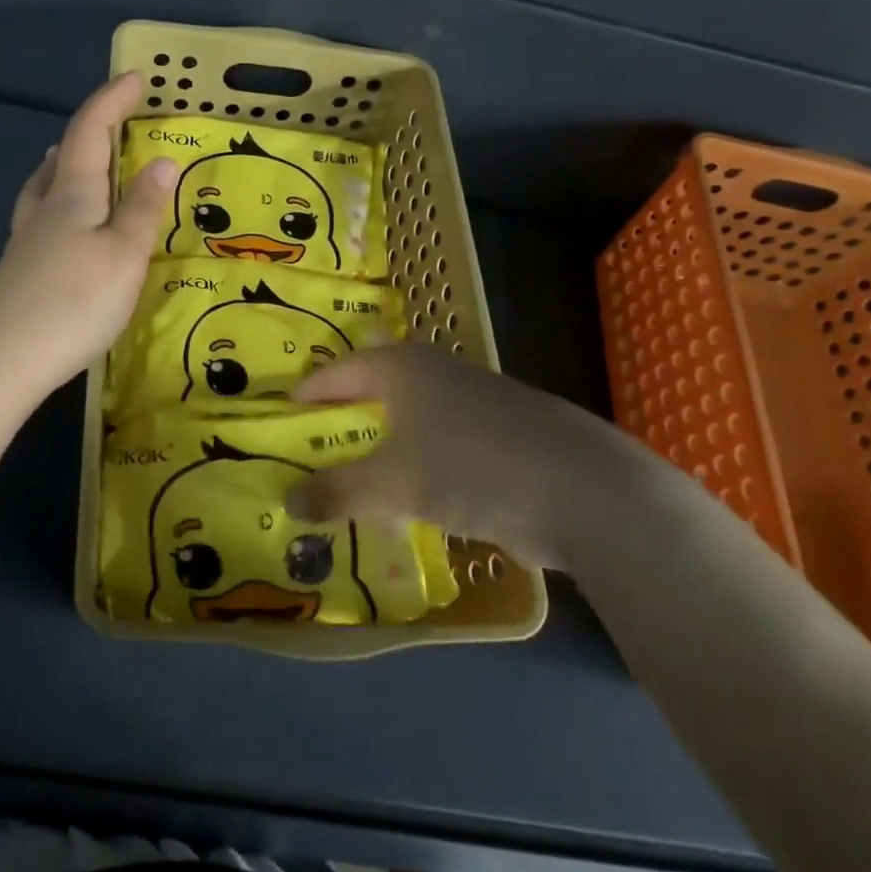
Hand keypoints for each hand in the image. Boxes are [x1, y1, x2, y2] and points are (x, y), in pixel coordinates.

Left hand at [0, 73, 177, 396]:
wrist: (0, 359)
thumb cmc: (73, 300)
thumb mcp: (124, 253)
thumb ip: (143, 209)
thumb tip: (163, 161)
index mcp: (72, 194)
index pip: (90, 131)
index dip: (111, 101)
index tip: (135, 77)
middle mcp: (44, 208)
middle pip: (63, 156)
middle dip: (89, 132)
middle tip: (113, 123)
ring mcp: (26, 241)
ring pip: (45, 188)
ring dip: (66, 166)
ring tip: (77, 162)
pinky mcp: (20, 272)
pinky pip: (43, 218)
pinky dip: (59, 204)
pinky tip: (64, 226)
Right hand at [286, 344, 665, 567]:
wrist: (586, 491)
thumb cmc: (469, 467)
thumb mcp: (391, 483)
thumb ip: (336, 492)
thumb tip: (288, 504)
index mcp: (402, 367)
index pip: (339, 371)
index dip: (309, 392)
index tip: (284, 413)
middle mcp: (438, 373)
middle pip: (377, 389)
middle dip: (347, 417)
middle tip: (316, 443)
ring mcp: (478, 402)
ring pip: (414, 420)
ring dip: (386, 447)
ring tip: (361, 478)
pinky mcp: (507, 436)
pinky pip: (446, 446)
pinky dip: (423, 466)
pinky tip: (418, 501)